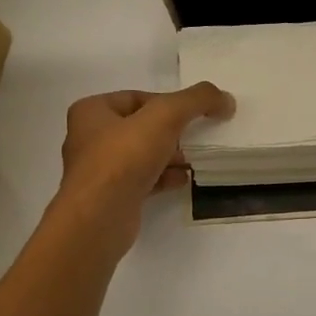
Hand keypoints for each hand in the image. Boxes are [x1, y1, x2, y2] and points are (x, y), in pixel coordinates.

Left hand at [54, 83, 234, 255]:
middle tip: (193, 138)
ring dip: (169, 156)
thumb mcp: (165, 116)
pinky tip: (182, 180)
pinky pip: (142, 180)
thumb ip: (196, 100)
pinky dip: (163, 178)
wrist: (99, 218)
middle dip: (170, 132)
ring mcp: (98, 171)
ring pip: (142, 155)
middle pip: (140, 127)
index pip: (137, 97)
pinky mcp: (110, 198)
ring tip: (191, 161)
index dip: (167, 103)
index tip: (192, 115)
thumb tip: (225, 99)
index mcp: (91, 111)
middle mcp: (89, 138)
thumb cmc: (123, 158)